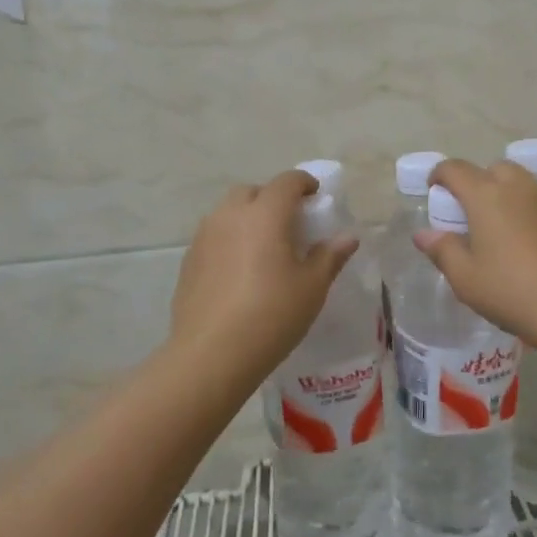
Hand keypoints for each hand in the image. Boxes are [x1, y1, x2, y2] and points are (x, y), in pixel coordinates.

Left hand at [169, 169, 358, 379]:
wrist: (211, 355)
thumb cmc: (272, 315)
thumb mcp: (312, 287)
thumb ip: (330, 256)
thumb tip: (348, 238)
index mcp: (265, 214)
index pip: (287, 181)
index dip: (304, 183)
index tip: (315, 196)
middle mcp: (231, 215)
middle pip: (253, 192)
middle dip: (272, 198)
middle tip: (289, 224)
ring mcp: (204, 237)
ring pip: (228, 212)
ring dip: (248, 218)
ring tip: (263, 248)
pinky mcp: (189, 261)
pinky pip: (213, 236)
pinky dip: (229, 240)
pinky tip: (238, 271)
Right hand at [414, 158, 536, 352]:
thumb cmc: (514, 293)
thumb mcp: (466, 279)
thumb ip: (443, 250)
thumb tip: (424, 233)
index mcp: (486, 196)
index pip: (456, 169)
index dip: (440, 175)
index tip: (434, 189)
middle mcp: (520, 186)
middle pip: (493, 169)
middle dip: (478, 182)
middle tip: (472, 213)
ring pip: (523, 182)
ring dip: (508, 194)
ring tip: (504, 226)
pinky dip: (533, 210)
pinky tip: (535, 242)